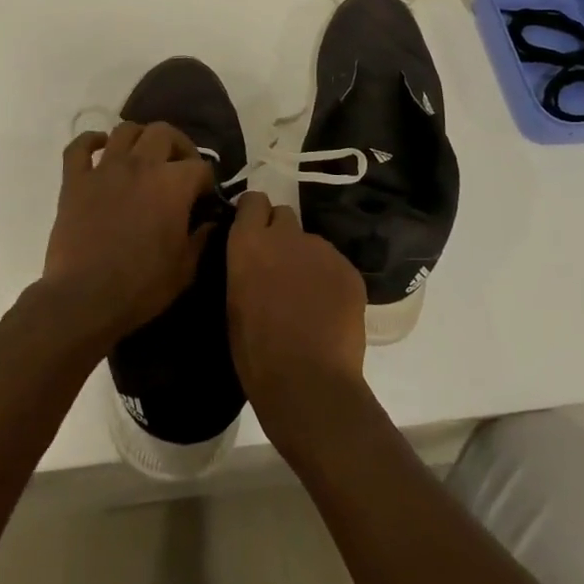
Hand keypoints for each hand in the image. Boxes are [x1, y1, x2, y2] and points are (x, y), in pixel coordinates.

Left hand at [41, 122, 214, 345]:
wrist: (85, 298)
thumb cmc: (141, 286)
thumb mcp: (185, 269)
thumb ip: (201, 239)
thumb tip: (210, 222)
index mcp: (173, 184)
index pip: (200, 167)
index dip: (207, 181)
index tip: (204, 198)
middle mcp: (141, 165)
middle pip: (164, 132)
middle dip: (178, 146)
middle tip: (179, 166)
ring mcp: (105, 169)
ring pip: (124, 130)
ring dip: (139, 137)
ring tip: (143, 155)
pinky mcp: (75, 180)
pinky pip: (78, 147)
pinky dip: (89, 141)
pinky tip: (99, 147)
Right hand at [225, 192, 366, 433]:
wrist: (309, 382)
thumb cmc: (256, 352)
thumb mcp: (234, 303)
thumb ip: (244, 268)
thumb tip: (253, 261)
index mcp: (249, 242)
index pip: (253, 201)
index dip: (254, 214)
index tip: (254, 231)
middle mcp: (286, 236)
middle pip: (284, 215)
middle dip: (281, 234)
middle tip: (279, 267)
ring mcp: (322, 250)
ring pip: (312, 243)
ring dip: (307, 260)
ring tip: (307, 298)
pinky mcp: (349, 270)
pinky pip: (335, 266)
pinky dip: (331, 281)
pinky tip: (329, 312)